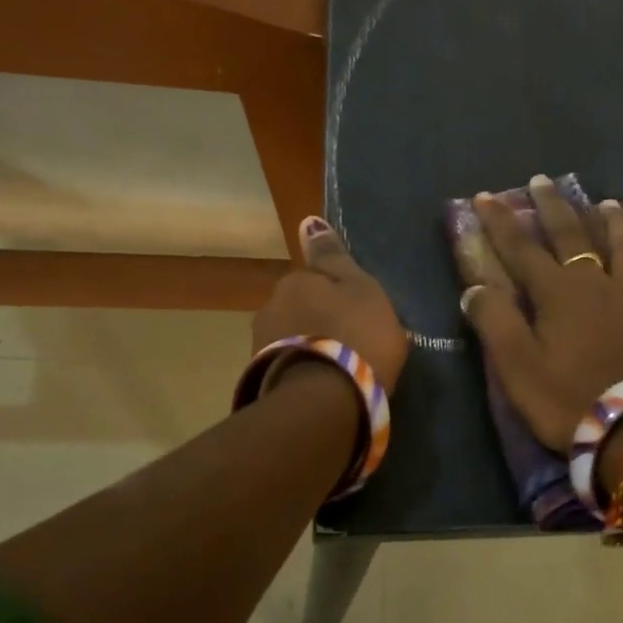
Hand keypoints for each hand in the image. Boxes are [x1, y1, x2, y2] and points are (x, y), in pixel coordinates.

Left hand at [254, 218, 409, 391]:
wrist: (325, 401)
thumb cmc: (356, 335)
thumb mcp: (362, 289)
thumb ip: (335, 257)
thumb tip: (307, 220)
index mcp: (296, 281)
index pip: (317, 279)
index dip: (340, 296)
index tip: (359, 316)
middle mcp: (270, 307)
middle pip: (300, 308)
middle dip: (320, 320)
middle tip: (351, 341)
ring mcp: (261, 346)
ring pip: (292, 337)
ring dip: (311, 345)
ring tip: (339, 368)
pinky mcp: (262, 380)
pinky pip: (290, 366)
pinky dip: (305, 370)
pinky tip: (325, 385)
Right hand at [456, 176, 622, 451]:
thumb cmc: (567, 400)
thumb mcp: (515, 367)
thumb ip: (494, 322)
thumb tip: (475, 287)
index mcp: (559, 294)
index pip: (522, 249)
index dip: (501, 222)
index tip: (485, 196)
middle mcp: (600, 285)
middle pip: (575, 237)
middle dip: (555, 208)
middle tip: (544, 181)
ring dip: (618, 224)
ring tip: (609, 204)